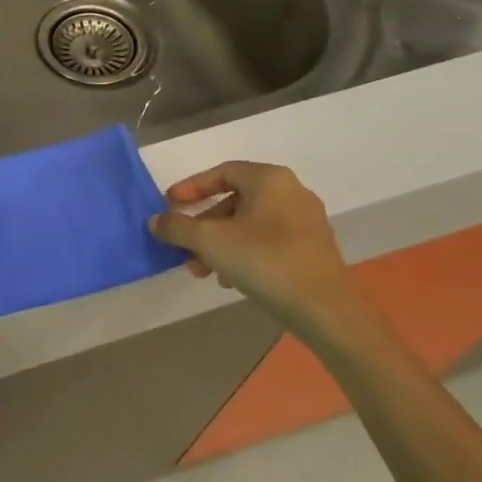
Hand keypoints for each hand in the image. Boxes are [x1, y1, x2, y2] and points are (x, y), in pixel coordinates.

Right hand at [150, 162, 377, 346]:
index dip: (191, 188)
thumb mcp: (211, 241)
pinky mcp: (312, 250)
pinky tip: (229, 280)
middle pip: (234, 201)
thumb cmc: (265, 261)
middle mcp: (291, 193)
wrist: (326, 310)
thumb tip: (155, 220)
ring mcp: (305, 223)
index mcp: (270, 180)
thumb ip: (178, 227)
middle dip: (203, 225)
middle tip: (183, 247)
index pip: (222, 172)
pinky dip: (242, 254)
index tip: (169, 205)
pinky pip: (267, 243)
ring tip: (201, 270)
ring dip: (219, 244)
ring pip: (249, 225)